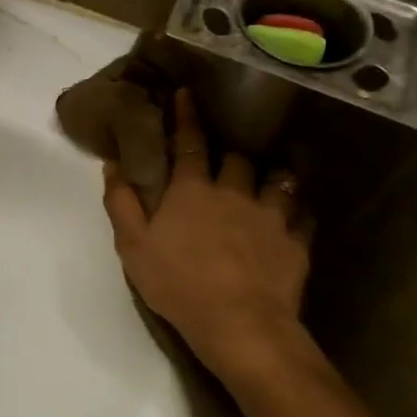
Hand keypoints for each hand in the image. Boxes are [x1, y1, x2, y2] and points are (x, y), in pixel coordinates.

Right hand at [102, 89, 312, 377]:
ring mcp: (270, 215)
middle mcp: (234, 192)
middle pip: (237, 157)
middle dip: (230, 150)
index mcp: (192, 190)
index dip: (186, 117)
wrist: (239, 323)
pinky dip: (298, 207)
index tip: (186, 93)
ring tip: (270, 172)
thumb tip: (113, 164)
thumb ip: (121, 202)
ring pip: (277, 179)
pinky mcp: (296, 241)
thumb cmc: (177, 282)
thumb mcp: (132, 245)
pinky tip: (295, 210)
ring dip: (271, 172)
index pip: (189, 143)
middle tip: (226, 153)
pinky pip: (303, 214)